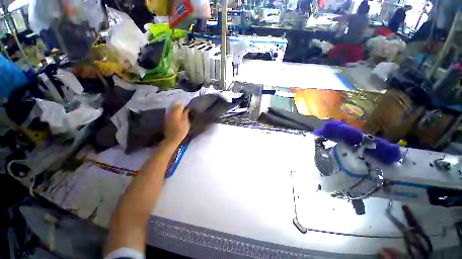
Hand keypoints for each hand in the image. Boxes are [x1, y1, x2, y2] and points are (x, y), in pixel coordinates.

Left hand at [164, 103, 189, 143]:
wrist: (172, 138)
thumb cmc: (181, 131)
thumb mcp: (186, 123)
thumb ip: (186, 115)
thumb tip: (187, 109)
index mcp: (176, 113)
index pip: (180, 105)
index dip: (184, 104)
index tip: (188, 104)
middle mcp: (171, 113)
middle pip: (175, 106)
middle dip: (180, 104)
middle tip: (185, 105)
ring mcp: (168, 116)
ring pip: (172, 108)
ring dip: (176, 107)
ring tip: (182, 108)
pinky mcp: (166, 119)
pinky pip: (170, 112)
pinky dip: (174, 111)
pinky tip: (177, 113)